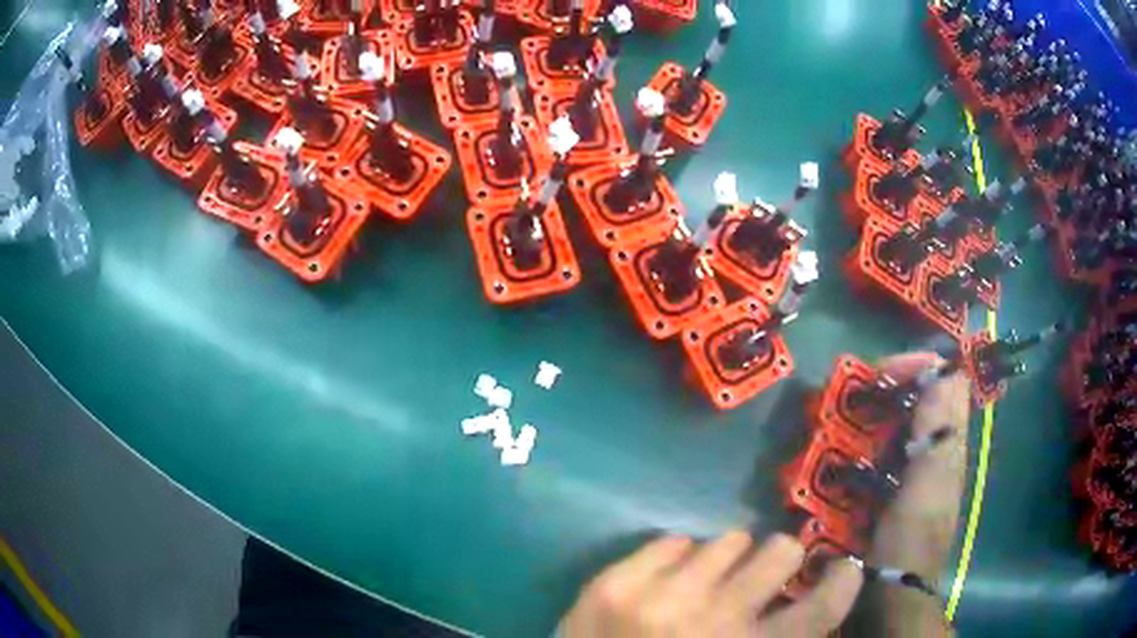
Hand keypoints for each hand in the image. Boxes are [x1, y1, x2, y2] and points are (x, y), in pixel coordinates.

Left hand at [559, 532, 861, 636]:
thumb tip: (798, 610)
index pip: (821, 611)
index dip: (841, 583)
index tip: (843, 568)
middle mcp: (715, 622)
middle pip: (780, 553)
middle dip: (779, 557)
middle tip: (763, 570)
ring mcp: (661, 598)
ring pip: (728, 541)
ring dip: (727, 558)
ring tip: (707, 580)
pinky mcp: (614, 583)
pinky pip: (673, 541)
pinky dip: (679, 557)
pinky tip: (667, 581)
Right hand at [868, 351, 969, 636]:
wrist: (895, 589)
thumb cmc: (909, 539)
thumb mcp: (925, 485)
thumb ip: (937, 431)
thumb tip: (944, 371)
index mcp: (950, 443)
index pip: (948, 381)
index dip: (921, 367)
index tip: (884, 372)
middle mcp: (940, 448)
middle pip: (926, 398)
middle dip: (894, 388)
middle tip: (860, 395)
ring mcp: (920, 468)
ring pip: (907, 422)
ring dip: (880, 414)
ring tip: (849, 420)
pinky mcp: (901, 486)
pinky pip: (890, 448)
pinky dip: (872, 442)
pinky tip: (852, 453)